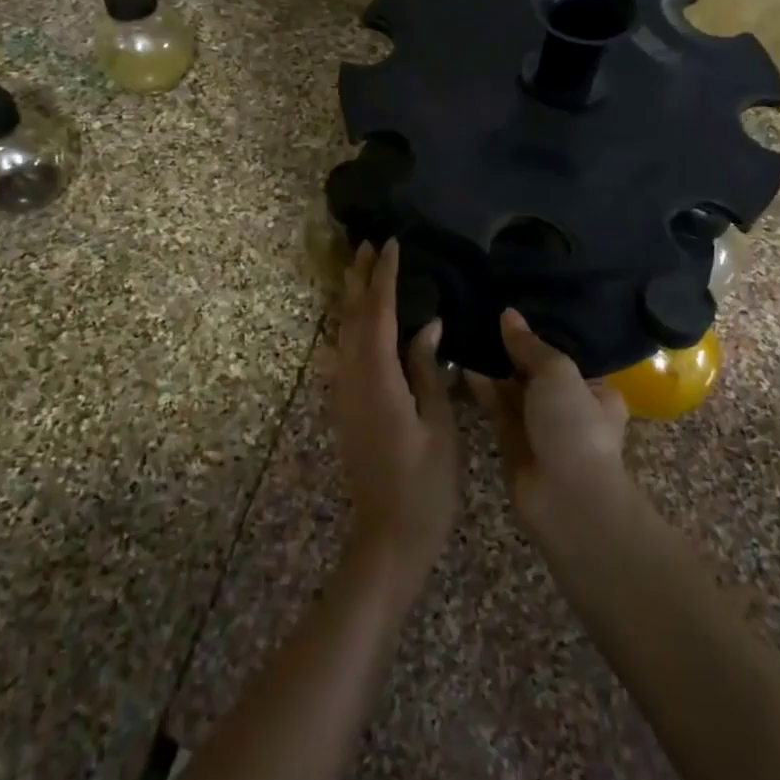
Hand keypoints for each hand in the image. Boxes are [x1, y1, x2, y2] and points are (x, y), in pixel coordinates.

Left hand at [331, 241, 459, 588]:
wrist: (387, 535)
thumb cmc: (424, 483)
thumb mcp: (438, 424)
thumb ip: (428, 369)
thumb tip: (427, 324)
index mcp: (377, 379)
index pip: (377, 314)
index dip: (383, 277)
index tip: (390, 243)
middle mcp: (351, 379)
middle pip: (350, 316)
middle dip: (358, 278)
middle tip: (367, 243)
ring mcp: (343, 394)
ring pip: (342, 333)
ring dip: (351, 298)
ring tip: (362, 269)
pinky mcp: (345, 407)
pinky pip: (344, 351)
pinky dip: (351, 324)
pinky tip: (361, 319)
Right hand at [467, 309, 630, 540]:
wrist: (566, 498)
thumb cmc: (574, 426)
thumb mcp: (557, 373)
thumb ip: (530, 344)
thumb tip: (508, 314)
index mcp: (596, 389)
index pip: (567, 353)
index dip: (542, 332)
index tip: (516, 307)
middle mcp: (569, 406)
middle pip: (536, 370)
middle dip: (514, 348)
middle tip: (484, 313)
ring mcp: (540, 426)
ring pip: (513, 389)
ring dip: (494, 366)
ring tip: (468, 331)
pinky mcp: (512, 441)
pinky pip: (496, 407)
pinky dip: (482, 387)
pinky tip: (462, 363)